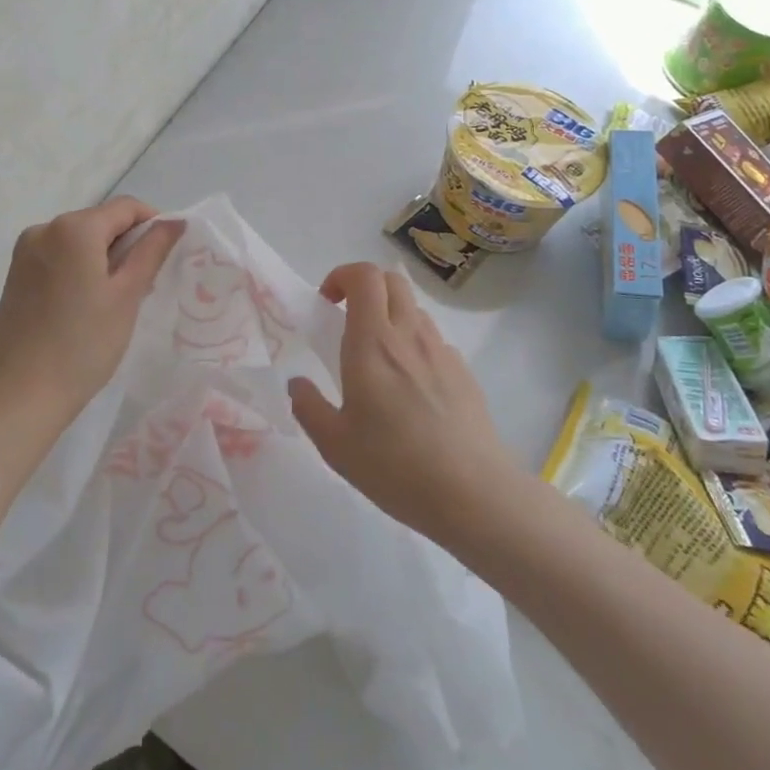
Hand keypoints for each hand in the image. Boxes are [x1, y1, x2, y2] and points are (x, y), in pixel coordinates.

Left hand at [0, 197, 184, 424]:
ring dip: (104, 258)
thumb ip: (151, 251)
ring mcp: (25, 252)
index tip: (168, 257)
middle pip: (100, 221)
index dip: (154, 224)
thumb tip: (174, 221)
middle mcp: (44, 228)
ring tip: (118, 299)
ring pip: (79, 241)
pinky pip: (59, 257)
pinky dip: (81, 269)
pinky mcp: (16, 275)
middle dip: (128, 244)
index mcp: (74, 228)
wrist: (20, 396)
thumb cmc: (83, 344)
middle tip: (146, 284)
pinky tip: (88, 305)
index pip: (126, 207)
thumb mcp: (127, 295)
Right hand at [288, 262, 516, 542]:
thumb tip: (297, 383)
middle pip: (391, 280)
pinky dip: (415, 346)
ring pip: (415, 309)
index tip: (327, 303)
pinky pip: (434, 341)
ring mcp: (441, 352)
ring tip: (378, 357)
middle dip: (365, 287)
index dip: (342, 276)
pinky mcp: (464, 373)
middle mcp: (409, 335)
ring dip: (391, 315)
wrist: (472, 494)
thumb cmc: (394, 466)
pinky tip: (411, 389)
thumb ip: (309, 407)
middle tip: (347, 320)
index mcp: (373, 342)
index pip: (364, 276)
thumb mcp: (334, 445)